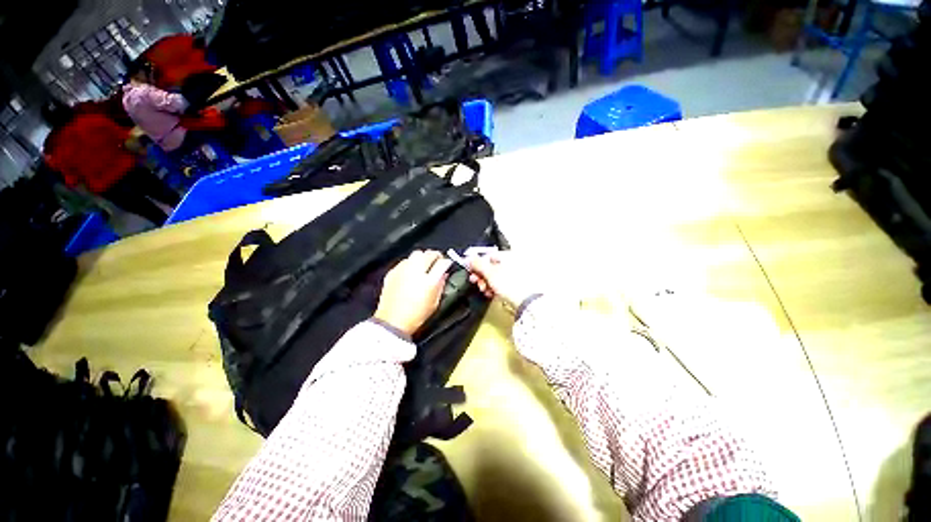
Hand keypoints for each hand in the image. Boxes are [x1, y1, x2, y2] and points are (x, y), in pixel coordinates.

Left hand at [374, 250, 452, 335]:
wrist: (392, 322)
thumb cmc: (416, 315)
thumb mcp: (435, 302)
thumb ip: (441, 285)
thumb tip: (443, 274)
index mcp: (429, 280)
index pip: (442, 262)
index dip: (446, 262)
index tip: (447, 264)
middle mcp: (415, 270)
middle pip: (428, 253)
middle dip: (434, 256)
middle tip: (436, 263)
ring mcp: (402, 270)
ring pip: (415, 254)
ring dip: (422, 258)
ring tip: (423, 267)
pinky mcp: (392, 272)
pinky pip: (404, 261)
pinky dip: (410, 264)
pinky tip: (410, 273)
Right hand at [467, 251, 537, 312]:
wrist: (526, 302)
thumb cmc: (511, 284)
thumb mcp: (490, 272)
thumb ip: (478, 263)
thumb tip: (469, 258)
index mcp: (508, 255)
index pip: (488, 255)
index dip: (478, 262)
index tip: (471, 269)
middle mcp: (513, 262)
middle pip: (491, 266)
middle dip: (481, 275)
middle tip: (475, 280)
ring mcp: (515, 274)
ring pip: (496, 276)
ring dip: (486, 283)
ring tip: (484, 289)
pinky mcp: (516, 285)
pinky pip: (502, 284)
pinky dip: (495, 288)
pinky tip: (491, 293)